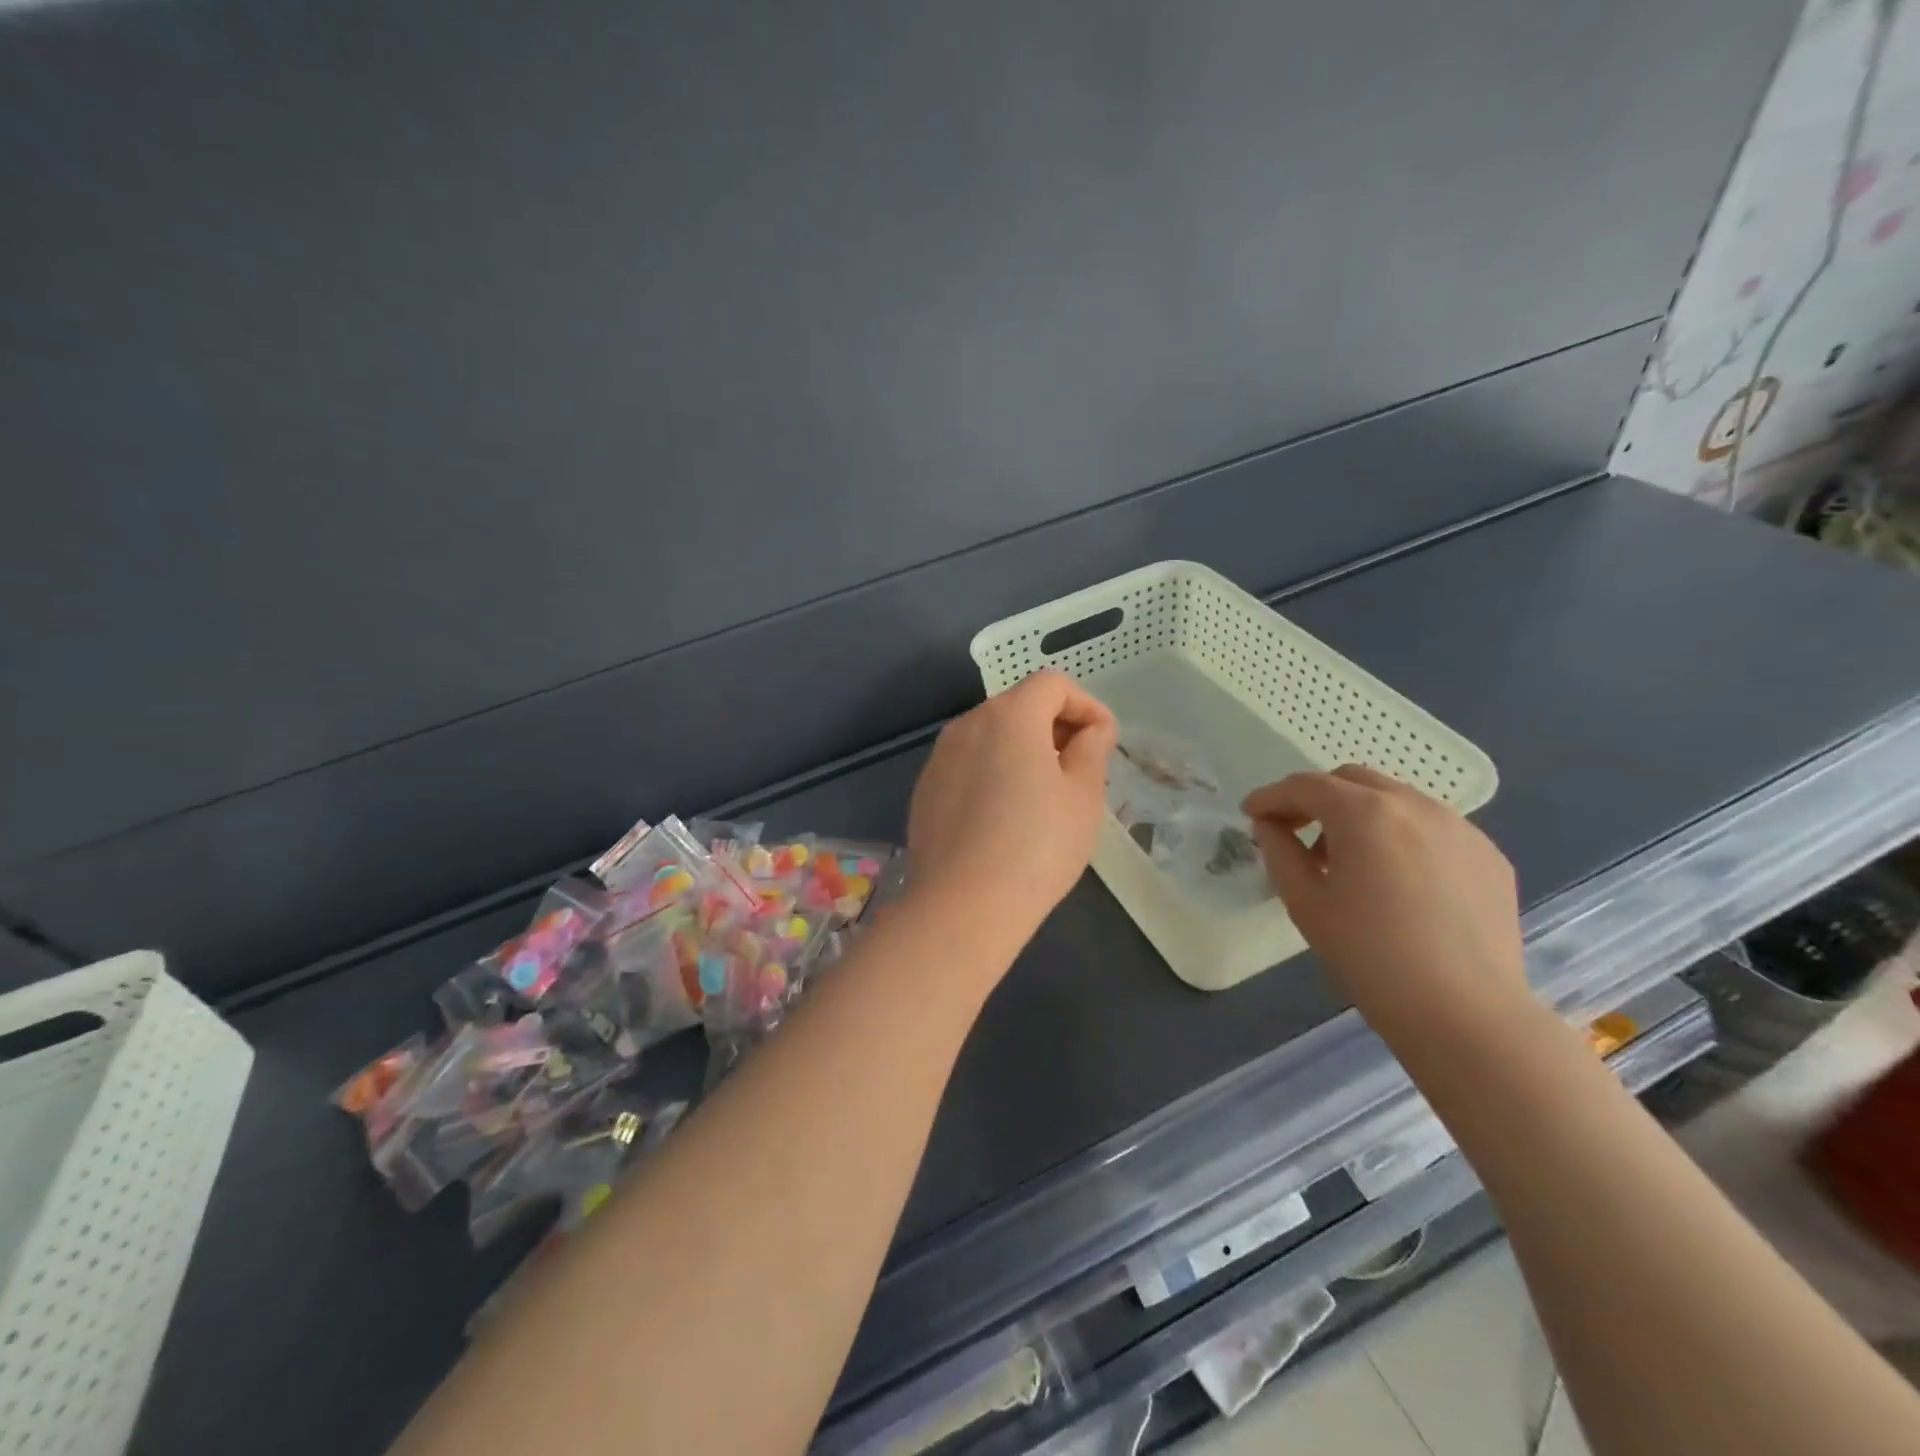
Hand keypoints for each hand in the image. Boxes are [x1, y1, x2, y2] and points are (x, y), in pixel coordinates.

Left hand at [908, 671, 1117, 930]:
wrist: (963, 905)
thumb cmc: (1037, 846)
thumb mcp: (1083, 796)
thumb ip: (1092, 749)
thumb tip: (1091, 730)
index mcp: (1009, 715)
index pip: (1052, 683)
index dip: (1086, 705)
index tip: (1102, 742)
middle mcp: (968, 724)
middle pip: (1018, 705)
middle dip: (1055, 726)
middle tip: (1079, 769)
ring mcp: (940, 757)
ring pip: (991, 736)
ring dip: (1022, 750)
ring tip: (1044, 795)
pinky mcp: (925, 790)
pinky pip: (968, 765)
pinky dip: (992, 773)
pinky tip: (1004, 817)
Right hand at [1243, 766, 1526, 1038]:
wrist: (1464, 1013)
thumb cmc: (1369, 955)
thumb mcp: (1305, 902)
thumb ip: (1280, 852)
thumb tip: (1271, 827)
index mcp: (1365, 813)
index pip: (1306, 786)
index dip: (1272, 796)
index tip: (1251, 813)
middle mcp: (1415, 805)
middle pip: (1352, 780)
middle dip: (1317, 798)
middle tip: (1296, 830)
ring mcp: (1460, 828)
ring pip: (1396, 800)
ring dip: (1361, 815)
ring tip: (1348, 860)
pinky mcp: (1488, 856)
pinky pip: (1432, 828)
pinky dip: (1401, 836)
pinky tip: (1396, 879)